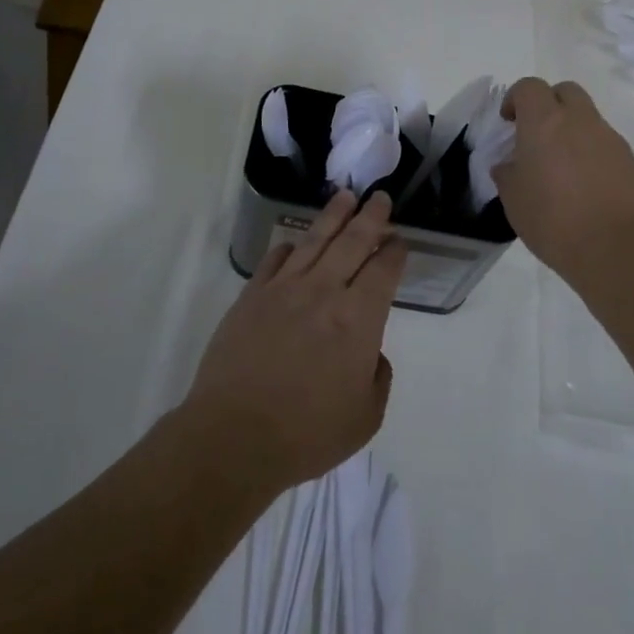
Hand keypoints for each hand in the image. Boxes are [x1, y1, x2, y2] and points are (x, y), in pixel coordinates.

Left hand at [186, 190, 406, 492]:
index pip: (383, 271)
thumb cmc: (307, 433)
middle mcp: (324, 292)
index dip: (395, 252)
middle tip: (380, 197)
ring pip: (315, 241)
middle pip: (353, 242)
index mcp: (359, 319)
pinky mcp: (251, 297)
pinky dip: (289, 246)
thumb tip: (370, 353)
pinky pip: (275, 260)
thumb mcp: (365, 417)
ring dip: (333, 216)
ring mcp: (284, 290)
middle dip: (371, 217)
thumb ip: (378, 377)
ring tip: (345, 197)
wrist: (234, 436)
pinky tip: (295, 241)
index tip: (399, 240)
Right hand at [493, 78, 633, 283]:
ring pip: (587, 117)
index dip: (515, 99)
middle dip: (548, 104)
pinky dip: (590, 152)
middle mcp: (580, 120)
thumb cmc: (554, 220)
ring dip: (571, 130)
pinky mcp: (629, 160)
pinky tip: (583, 185)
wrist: (617, 247)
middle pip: (564, 91)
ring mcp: (609, 138)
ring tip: (559, 167)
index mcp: (544, 122)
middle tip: (536, 135)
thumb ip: (508, 174)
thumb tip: (509, 165)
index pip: (529, 87)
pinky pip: (603, 143)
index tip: (508, 123)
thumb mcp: (514, 200)